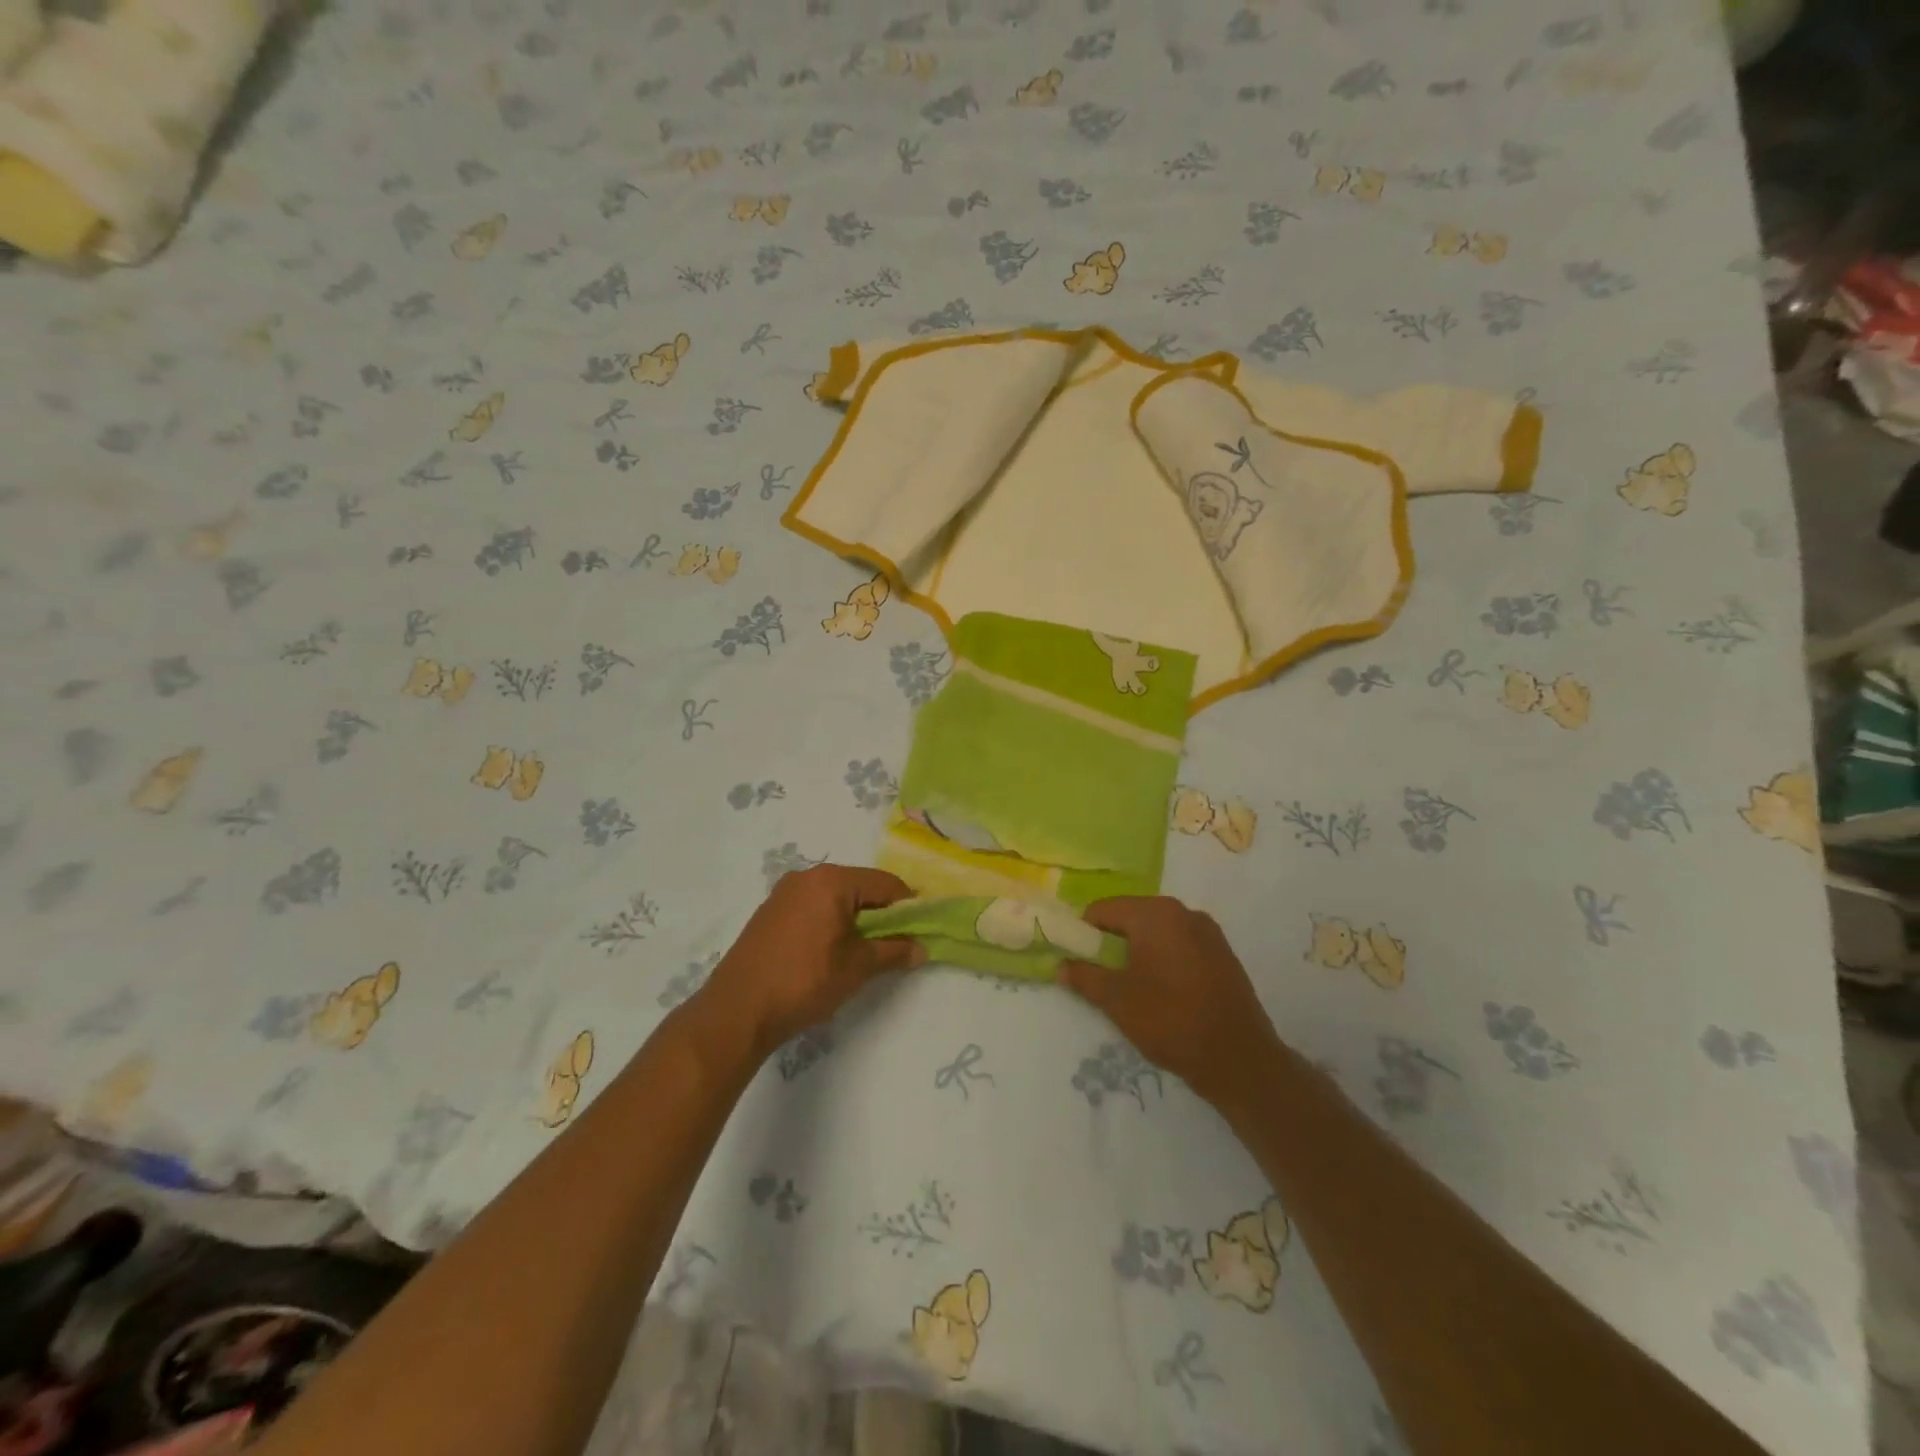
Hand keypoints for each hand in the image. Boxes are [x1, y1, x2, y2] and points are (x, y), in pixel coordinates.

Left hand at [697, 864, 925, 1062]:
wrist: (737, 1010)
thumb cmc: (804, 981)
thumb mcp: (856, 968)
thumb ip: (893, 952)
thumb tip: (921, 948)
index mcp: (832, 881)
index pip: (886, 883)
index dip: (908, 906)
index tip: (921, 930)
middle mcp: (807, 876)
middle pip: (860, 887)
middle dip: (882, 913)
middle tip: (896, 944)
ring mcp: (784, 893)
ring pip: (836, 898)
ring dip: (856, 919)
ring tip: (865, 952)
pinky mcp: (770, 912)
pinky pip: (813, 907)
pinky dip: (831, 922)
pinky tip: (832, 951)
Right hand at [1060, 896, 1283, 1109]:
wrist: (1238, 1058)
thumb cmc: (1170, 1019)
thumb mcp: (1116, 1000)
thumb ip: (1084, 977)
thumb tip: (1060, 965)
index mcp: (1154, 913)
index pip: (1103, 910)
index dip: (1084, 932)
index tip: (1076, 959)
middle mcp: (1183, 912)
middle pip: (1132, 917)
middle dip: (1113, 941)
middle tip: (1101, 975)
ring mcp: (1208, 932)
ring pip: (1158, 932)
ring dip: (1140, 951)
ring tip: (1131, 986)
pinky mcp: (1224, 954)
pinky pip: (1181, 945)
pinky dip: (1165, 959)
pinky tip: (1163, 991)